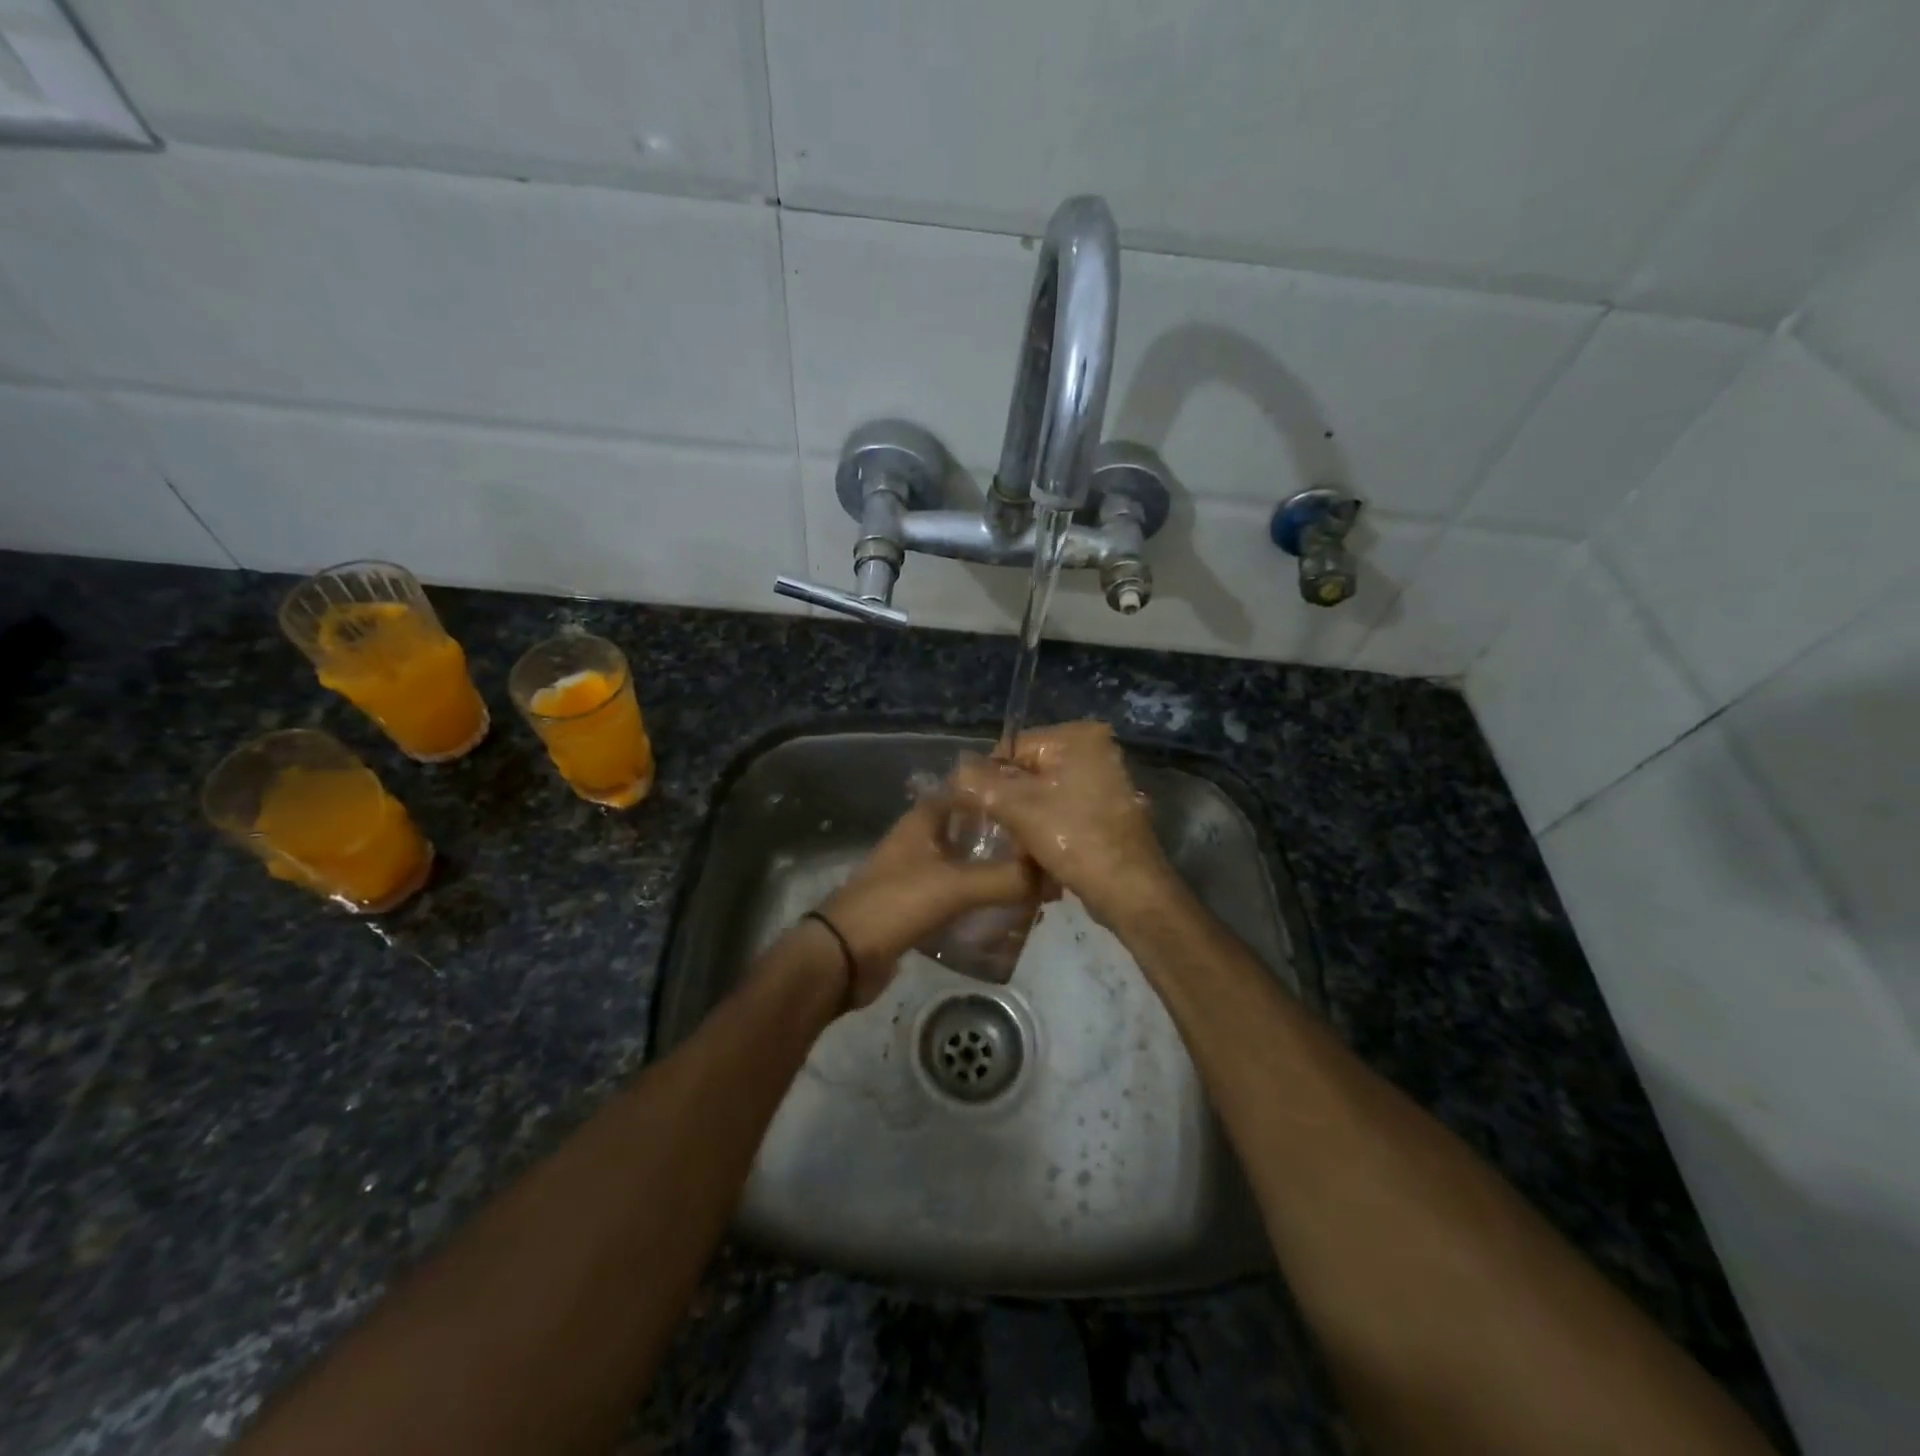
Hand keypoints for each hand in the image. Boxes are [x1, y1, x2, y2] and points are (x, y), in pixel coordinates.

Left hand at [812, 796, 1041, 1007]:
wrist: (844, 955)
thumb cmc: (896, 904)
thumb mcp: (955, 886)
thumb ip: (1005, 879)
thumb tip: (1052, 877)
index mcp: (923, 821)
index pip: (968, 793)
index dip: (1000, 794)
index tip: (1037, 803)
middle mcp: (919, 841)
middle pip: (969, 830)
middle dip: (1004, 839)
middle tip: (1043, 850)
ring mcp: (915, 874)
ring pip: (964, 864)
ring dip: (993, 871)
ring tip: (1033, 883)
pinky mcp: (916, 906)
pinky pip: (956, 895)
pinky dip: (978, 900)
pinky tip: (1005, 912)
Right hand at [949, 721, 1175, 927]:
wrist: (1127, 889)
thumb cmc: (1072, 838)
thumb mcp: (1016, 806)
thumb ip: (979, 782)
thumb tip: (956, 770)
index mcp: (1079, 737)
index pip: (1014, 748)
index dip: (990, 778)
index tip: (978, 810)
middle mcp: (1097, 750)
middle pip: (1030, 771)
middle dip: (1011, 800)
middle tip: (997, 830)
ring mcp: (1106, 781)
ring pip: (1046, 794)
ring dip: (1027, 818)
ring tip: (1016, 845)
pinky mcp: (1108, 810)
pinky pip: (1065, 810)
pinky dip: (1048, 827)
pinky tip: (1037, 852)